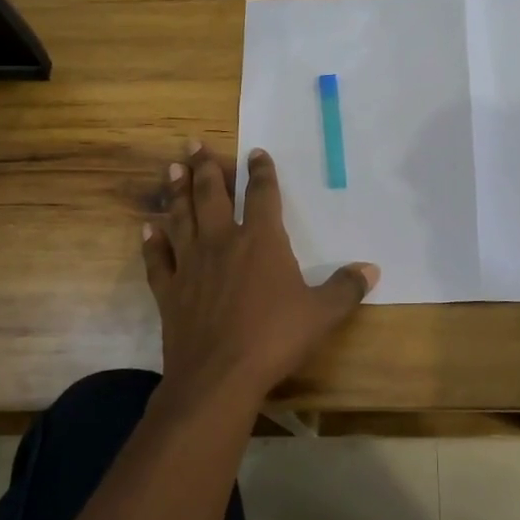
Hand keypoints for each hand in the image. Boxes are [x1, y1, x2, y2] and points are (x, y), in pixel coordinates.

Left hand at [142, 142, 379, 409]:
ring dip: (176, 191)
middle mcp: (223, 241)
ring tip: (172, 168)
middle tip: (194, 142)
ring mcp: (192, 264)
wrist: (218, 376)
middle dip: (205, 166)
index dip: (261, 171)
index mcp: (261, 240)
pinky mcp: (170, 290)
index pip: (263, 194)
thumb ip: (345, 289)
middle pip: (211, 194)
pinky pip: (158, 259)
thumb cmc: (274, 339)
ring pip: (180, 217)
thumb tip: (372, 269)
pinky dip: (152, 242)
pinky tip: (147, 228)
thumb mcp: (321, 314)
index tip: (255, 152)